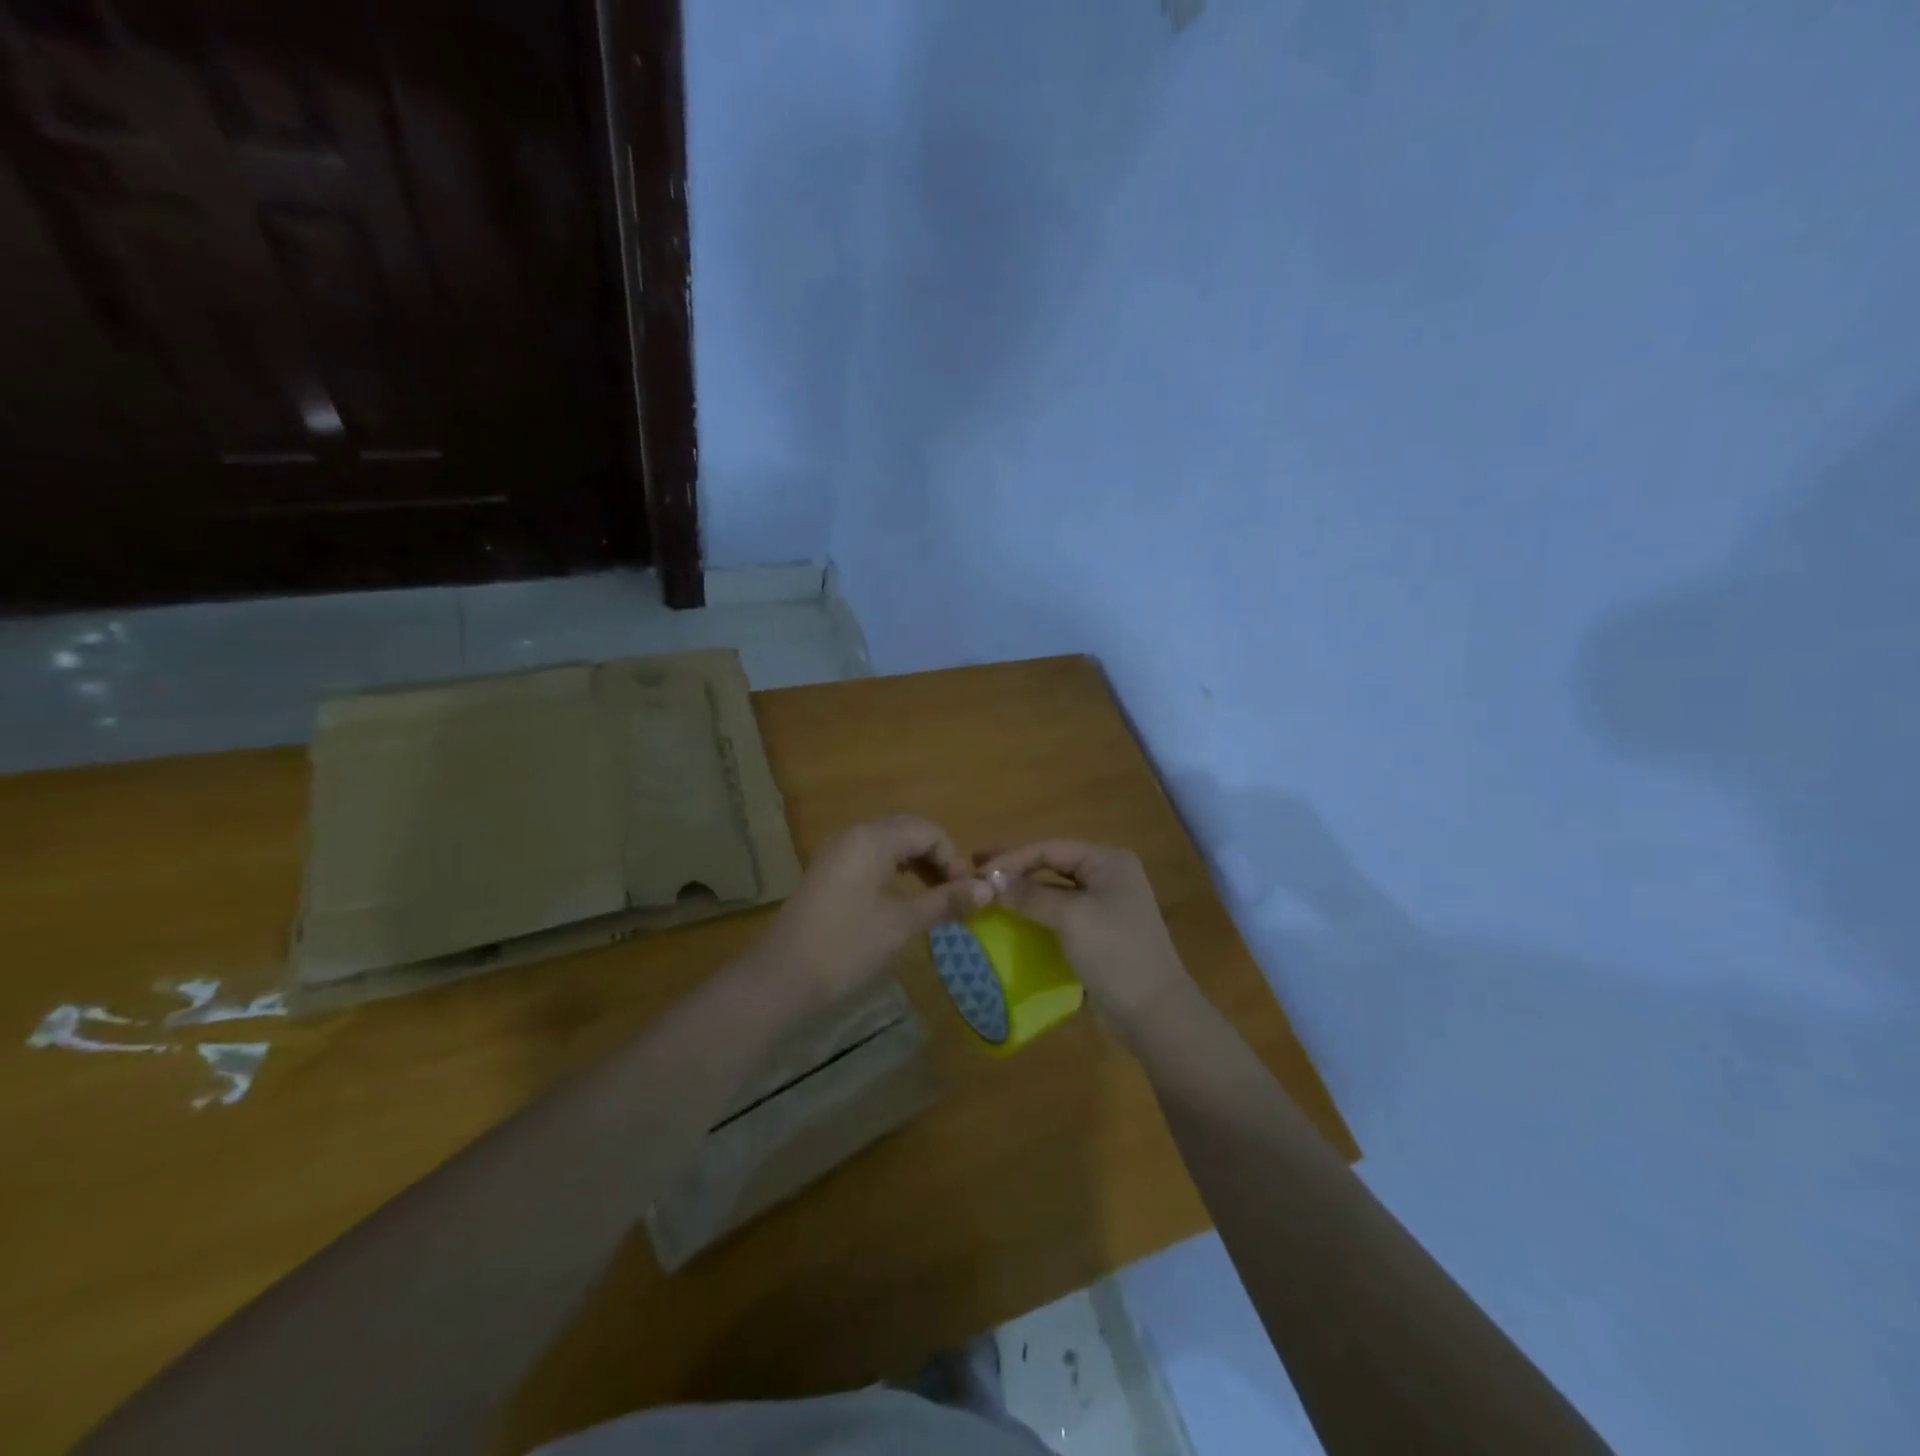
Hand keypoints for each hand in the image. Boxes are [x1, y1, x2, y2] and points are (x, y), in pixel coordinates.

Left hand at [760, 815, 991, 1004]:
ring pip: (890, 845)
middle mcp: (855, 834)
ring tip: (936, 897)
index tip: (967, 893)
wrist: (783, 977)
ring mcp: (838, 852)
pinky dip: (896, 871)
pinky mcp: (829, 872)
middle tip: (955, 893)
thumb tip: (989, 890)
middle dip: (938, 858)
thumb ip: (945, 902)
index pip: (928, 831)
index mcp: (873, 838)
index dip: (954, 858)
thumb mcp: (902, 923)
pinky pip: (872, 858)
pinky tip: (904, 898)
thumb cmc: (847, 945)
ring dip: (918, 864)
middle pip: (909, 832)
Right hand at [978, 840, 1190, 1026]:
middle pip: (1052, 864)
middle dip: (1015, 869)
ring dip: (1022, 892)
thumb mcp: (1070, 918)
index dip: (1012, 858)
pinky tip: (1010, 919)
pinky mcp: (1097, 932)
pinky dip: (1035, 913)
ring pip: (1054, 890)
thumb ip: (1029, 895)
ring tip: (987, 894)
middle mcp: (1108, 876)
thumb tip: (990, 880)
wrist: (1154, 1013)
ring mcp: (1104, 905)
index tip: (976, 871)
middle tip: (975, 871)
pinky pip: (1059, 914)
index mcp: (1108, 861)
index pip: (1050, 848)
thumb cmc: (1115, 953)